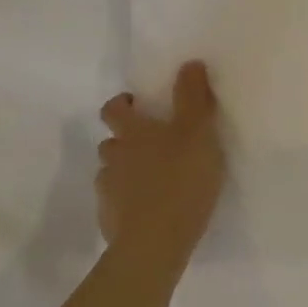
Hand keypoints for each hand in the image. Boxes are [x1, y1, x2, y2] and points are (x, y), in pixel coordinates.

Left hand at [96, 61, 224, 282]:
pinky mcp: (111, 221)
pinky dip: (130, 201)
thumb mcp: (198, 132)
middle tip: (155, 144)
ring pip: (113, 172)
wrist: (154, 244)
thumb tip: (189, 62)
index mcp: (133, 133)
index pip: (114, 110)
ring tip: (155, 179)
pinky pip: (117, 203)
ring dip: (128, 171)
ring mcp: (109, 191)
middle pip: (111, 142)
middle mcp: (114, 158)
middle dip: (127, 139)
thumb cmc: (180, 180)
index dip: (123, 104)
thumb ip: (194, 97)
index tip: (137, 103)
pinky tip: (151, 209)